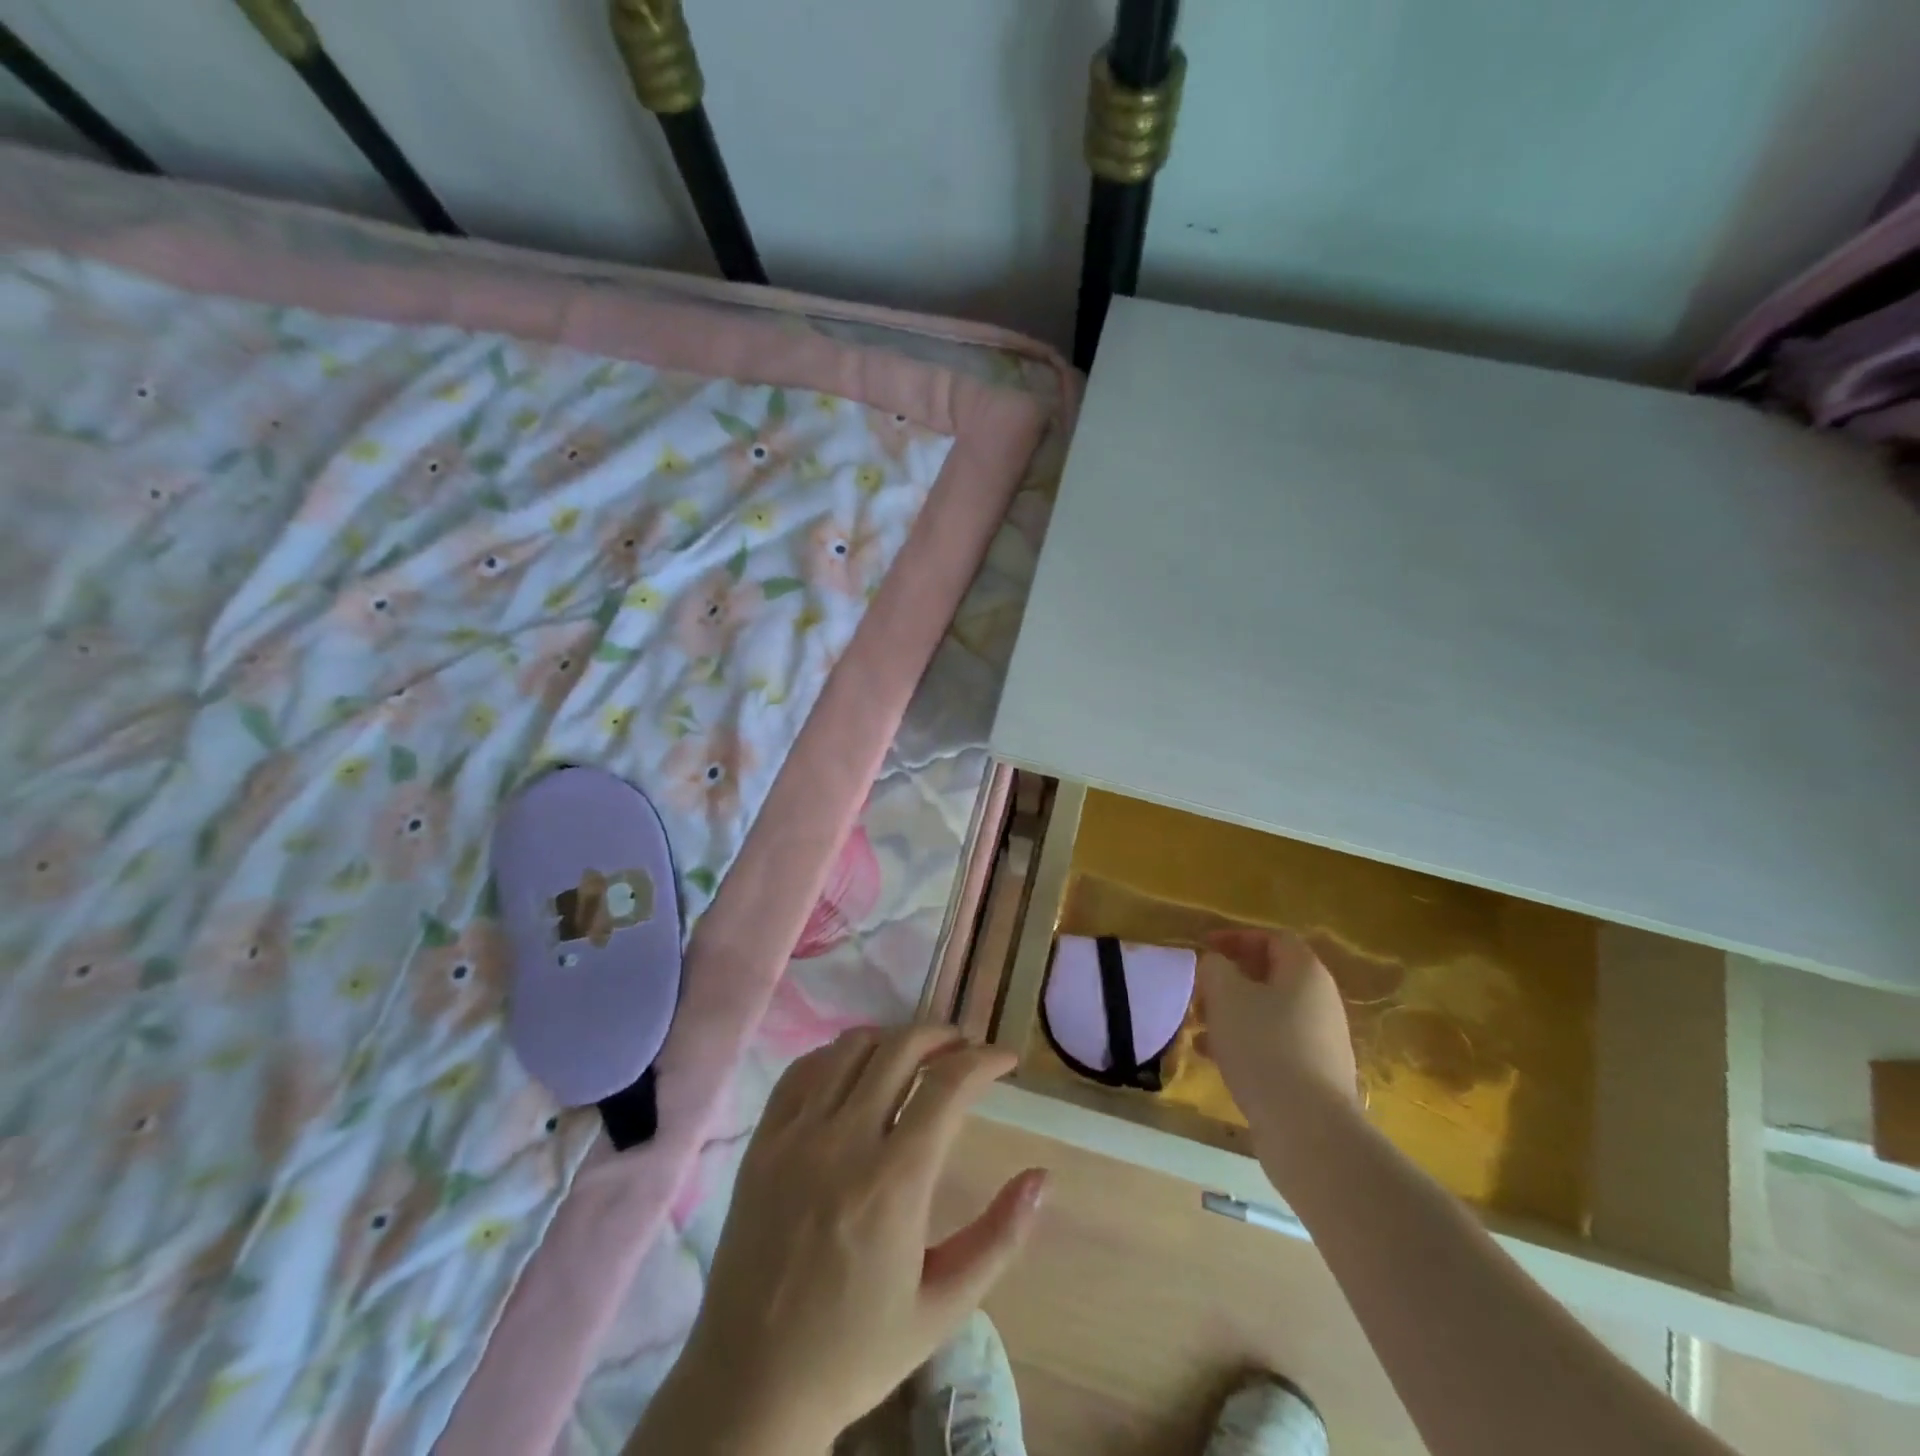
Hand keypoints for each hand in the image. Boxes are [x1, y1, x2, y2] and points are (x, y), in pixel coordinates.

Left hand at [638, 1026, 1048, 1452]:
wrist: (751, 1386)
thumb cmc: (856, 1351)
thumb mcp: (943, 1308)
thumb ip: (999, 1238)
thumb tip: (1042, 1178)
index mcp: (894, 1184)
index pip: (948, 1085)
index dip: (985, 1059)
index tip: (1006, 1058)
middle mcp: (844, 1143)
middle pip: (901, 1048)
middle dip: (943, 1035)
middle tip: (965, 1049)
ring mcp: (796, 1136)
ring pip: (851, 1047)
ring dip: (892, 1039)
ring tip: (915, 1057)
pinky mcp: (761, 1142)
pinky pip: (802, 1070)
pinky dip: (836, 1056)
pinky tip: (855, 1072)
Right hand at [1198, 929, 1360, 1170]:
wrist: (1307, 1128)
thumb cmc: (1263, 1046)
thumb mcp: (1225, 995)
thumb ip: (1214, 967)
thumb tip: (1216, 964)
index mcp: (1305, 972)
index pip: (1273, 938)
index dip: (1236, 938)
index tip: (1204, 948)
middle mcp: (1321, 1000)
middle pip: (1271, 977)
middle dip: (1230, 980)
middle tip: (1199, 991)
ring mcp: (1321, 1040)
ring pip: (1269, 1013)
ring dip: (1232, 1014)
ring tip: (1198, 1027)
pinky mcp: (1315, 1075)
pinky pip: (1274, 1045)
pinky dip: (1244, 1043)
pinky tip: (1212, 1058)